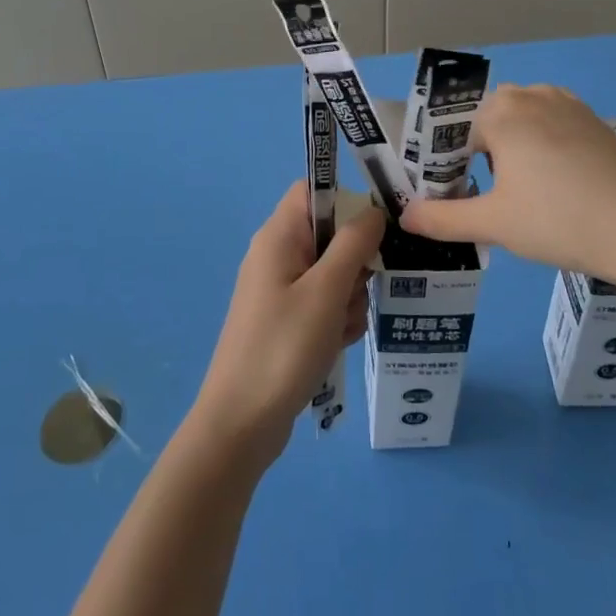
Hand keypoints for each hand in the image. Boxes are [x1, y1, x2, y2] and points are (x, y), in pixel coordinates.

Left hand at [191, 182, 382, 468]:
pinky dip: (336, 321)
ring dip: (349, 298)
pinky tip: (335, 345)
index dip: (346, 202)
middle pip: (330, 235)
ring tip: (341, 329)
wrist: (241, 423)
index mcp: (278, 237)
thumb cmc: (283, 348)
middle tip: (355, 293)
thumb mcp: (326, 291)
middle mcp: (276, 255)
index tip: (375, 230)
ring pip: (333, 274)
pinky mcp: (285, 321)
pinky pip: (323, 305)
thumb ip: (353, 244)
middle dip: (354, 263)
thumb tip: (374, 210)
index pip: (314, 192)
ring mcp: (280, 290)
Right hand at [400, 84, 615, 287]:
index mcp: (503, 112)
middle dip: (478, 152)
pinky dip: (541, 145)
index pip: (456, 133)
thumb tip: (405, 217)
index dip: (447, 165)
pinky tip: (554, 183)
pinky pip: (551, 124)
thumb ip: (441, 218)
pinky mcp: (595, 123)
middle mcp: (534, 96)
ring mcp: (569, 106)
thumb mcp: (493, 224)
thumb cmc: (559, 220)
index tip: (451, 196)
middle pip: (488, 119)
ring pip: (521, 120)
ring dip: (510, 147)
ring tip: (517, 191)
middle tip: (484, 195)